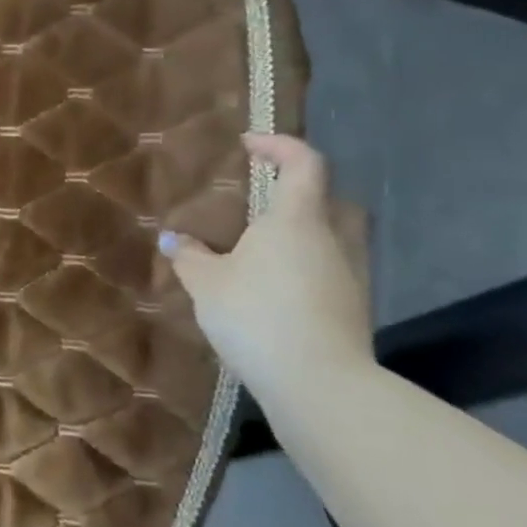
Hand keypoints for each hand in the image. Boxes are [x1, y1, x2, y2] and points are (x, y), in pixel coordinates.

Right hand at [161, 134, 373, 398]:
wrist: (318, 382)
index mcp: (296, 220)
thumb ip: (189, 257)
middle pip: (329, 199)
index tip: (249, 144)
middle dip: (300, 190)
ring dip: (302, 231)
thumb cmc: (256, 314)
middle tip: (262, 197)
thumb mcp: (206, 283)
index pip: (304, 164)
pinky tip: (272, 286)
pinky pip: (328, 268)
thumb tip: (174, 239)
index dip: (280, 146)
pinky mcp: (352, 307)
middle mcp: (332, 239)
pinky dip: (304, 265)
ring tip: (258, 247)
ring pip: (332, 236)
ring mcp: (350, 275)